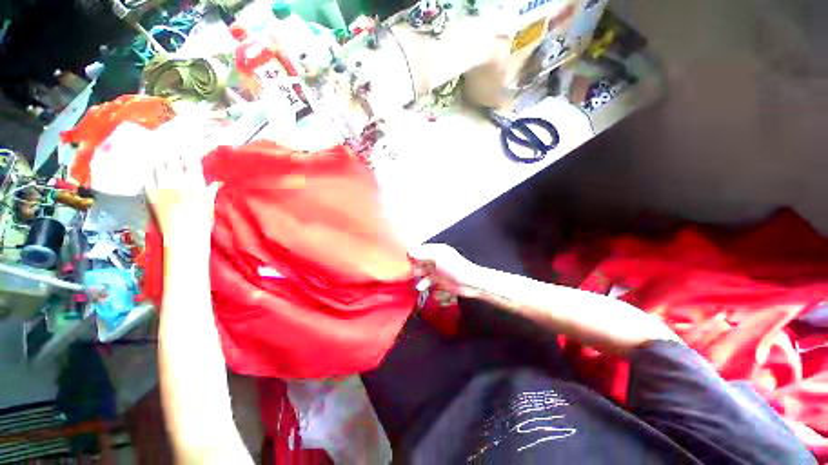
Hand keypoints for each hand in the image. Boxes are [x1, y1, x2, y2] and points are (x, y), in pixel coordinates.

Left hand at [145, 156, 219, 251]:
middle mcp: (179, 182)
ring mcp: (163, 188)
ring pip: (159, 167)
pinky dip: (150, 176)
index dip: (189, 154)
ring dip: (161, 164)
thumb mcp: (210, 206)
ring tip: (162, 164)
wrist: (185, 238)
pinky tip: (152, 176)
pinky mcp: (151, 195)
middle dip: (174, 157)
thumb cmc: (202, 223)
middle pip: (174, 160)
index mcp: (196, 184)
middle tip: (174, 156)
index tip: (188, 152)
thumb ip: (211, 191)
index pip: (192, 161)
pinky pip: (147, 179)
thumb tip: (218, 183)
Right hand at [409, 244, 482, 298]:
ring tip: (410, 278)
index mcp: (436, 250)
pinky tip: (420, 287)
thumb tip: (409, 249)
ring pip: (423, 270)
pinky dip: (423, 283)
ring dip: (416, 274)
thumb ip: (422, 254)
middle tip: (403, 270)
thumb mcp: (437, 258)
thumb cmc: (455, 268)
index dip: (411, 254)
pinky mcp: (439, 280)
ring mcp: (437, 269)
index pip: (420, 249)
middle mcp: (435, 258)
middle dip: (412, 264)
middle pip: (420, 260)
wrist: (469, 282)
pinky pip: (427, 280)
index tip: (402, 258)